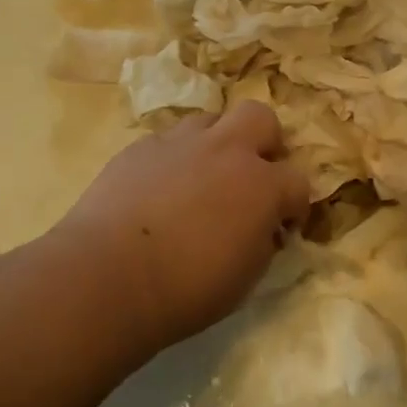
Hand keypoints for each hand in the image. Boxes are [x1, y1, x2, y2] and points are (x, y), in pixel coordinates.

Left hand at [55, 102, 308, 353]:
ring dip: (216, 143)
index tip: (283, 225)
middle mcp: (225, 151)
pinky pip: (168, 140)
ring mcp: (180, 143)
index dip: (296, 204)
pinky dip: (175, 158)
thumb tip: (263, 228)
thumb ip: (263, 242)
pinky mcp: (139, 147)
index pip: (298, 181)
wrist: (108, 275)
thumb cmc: (187, 288)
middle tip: (253, 174)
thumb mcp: (245, 278)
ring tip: (202, 176)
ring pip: (210, 119)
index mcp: (261, 185)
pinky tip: (161, 188)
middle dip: (265, 142)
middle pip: (260, 117)